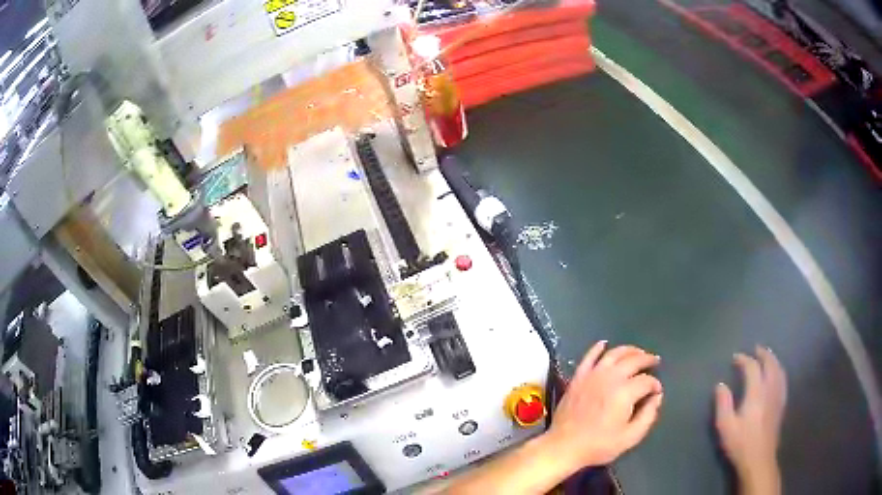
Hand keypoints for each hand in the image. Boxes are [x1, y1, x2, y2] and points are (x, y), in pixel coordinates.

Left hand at [544, 341, 662, 470]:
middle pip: (633, 360)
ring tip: (638, 353)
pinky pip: (589, 356)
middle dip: (647, 359)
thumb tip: (656, 398)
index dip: (655, 384)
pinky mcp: (578, 377)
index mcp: (625, 392)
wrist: (564, 446)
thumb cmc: (599, 445)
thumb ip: (648, 416)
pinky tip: (604, 344)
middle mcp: (610, 377)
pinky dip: (598, 348)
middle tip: (655, 361)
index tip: (656, 391)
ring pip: (614, 354)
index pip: (646, 381)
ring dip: (629, 350)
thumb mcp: (630, 437)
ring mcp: (592, 375)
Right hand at [715, 346, 786, 493]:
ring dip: (773, 360)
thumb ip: (723, 404)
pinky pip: (783, 380)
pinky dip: (780, 371)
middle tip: (756, 349)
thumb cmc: (741, 443)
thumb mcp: (725, 426)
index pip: (752, 368)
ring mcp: (778, 396)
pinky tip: (777, 374)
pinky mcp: (781, 404)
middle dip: (763, 354)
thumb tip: (721, 385)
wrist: (759, 459)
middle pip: (770, 364)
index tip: (735, 357)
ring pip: (779, 370)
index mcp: (756, 392)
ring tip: (768, 356)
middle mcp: (770, 389)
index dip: (744, 359)